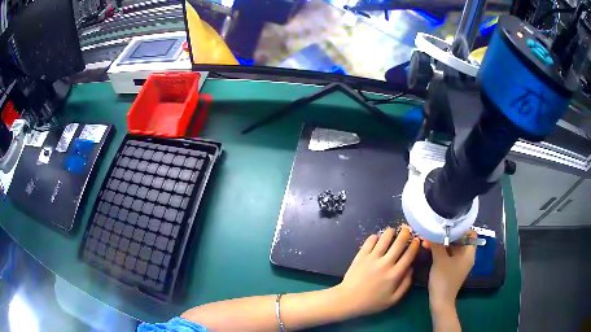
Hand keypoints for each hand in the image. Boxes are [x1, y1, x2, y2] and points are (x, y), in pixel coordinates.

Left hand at [334, 225, 419, 317]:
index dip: (414, 245)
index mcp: (395, 274)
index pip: (409, 255)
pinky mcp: (361, 256)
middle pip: (399, 243)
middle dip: (405, 234)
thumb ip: (405, 284)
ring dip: (390, 232)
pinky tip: (377, 237)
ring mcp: (372, 258)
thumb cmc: (372, 302)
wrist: (348, 300)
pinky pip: (370, 241)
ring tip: (392, 230)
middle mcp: (385, 263)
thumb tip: (411, 269)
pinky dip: (375, 237)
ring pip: (384, 239)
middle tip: (407, 228)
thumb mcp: (393, 299)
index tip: (417, 240)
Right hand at [424, 230, 475, 310]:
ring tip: (428, 239)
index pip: (470, 233)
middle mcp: (466, 256)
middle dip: (447, 235)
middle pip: (460, 239)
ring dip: (442, 243)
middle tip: (434, 231)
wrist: (440, 301)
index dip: (460, 227)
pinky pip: (448, 254)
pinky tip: (429, 248)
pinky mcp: (452, 268)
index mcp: (469, 253)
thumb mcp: (440, 259)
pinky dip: (441, 250)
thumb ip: (437, 244)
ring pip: (452, 247)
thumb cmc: (444, 279)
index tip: (447, 224)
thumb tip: (430, 231)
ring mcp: (459, 263)